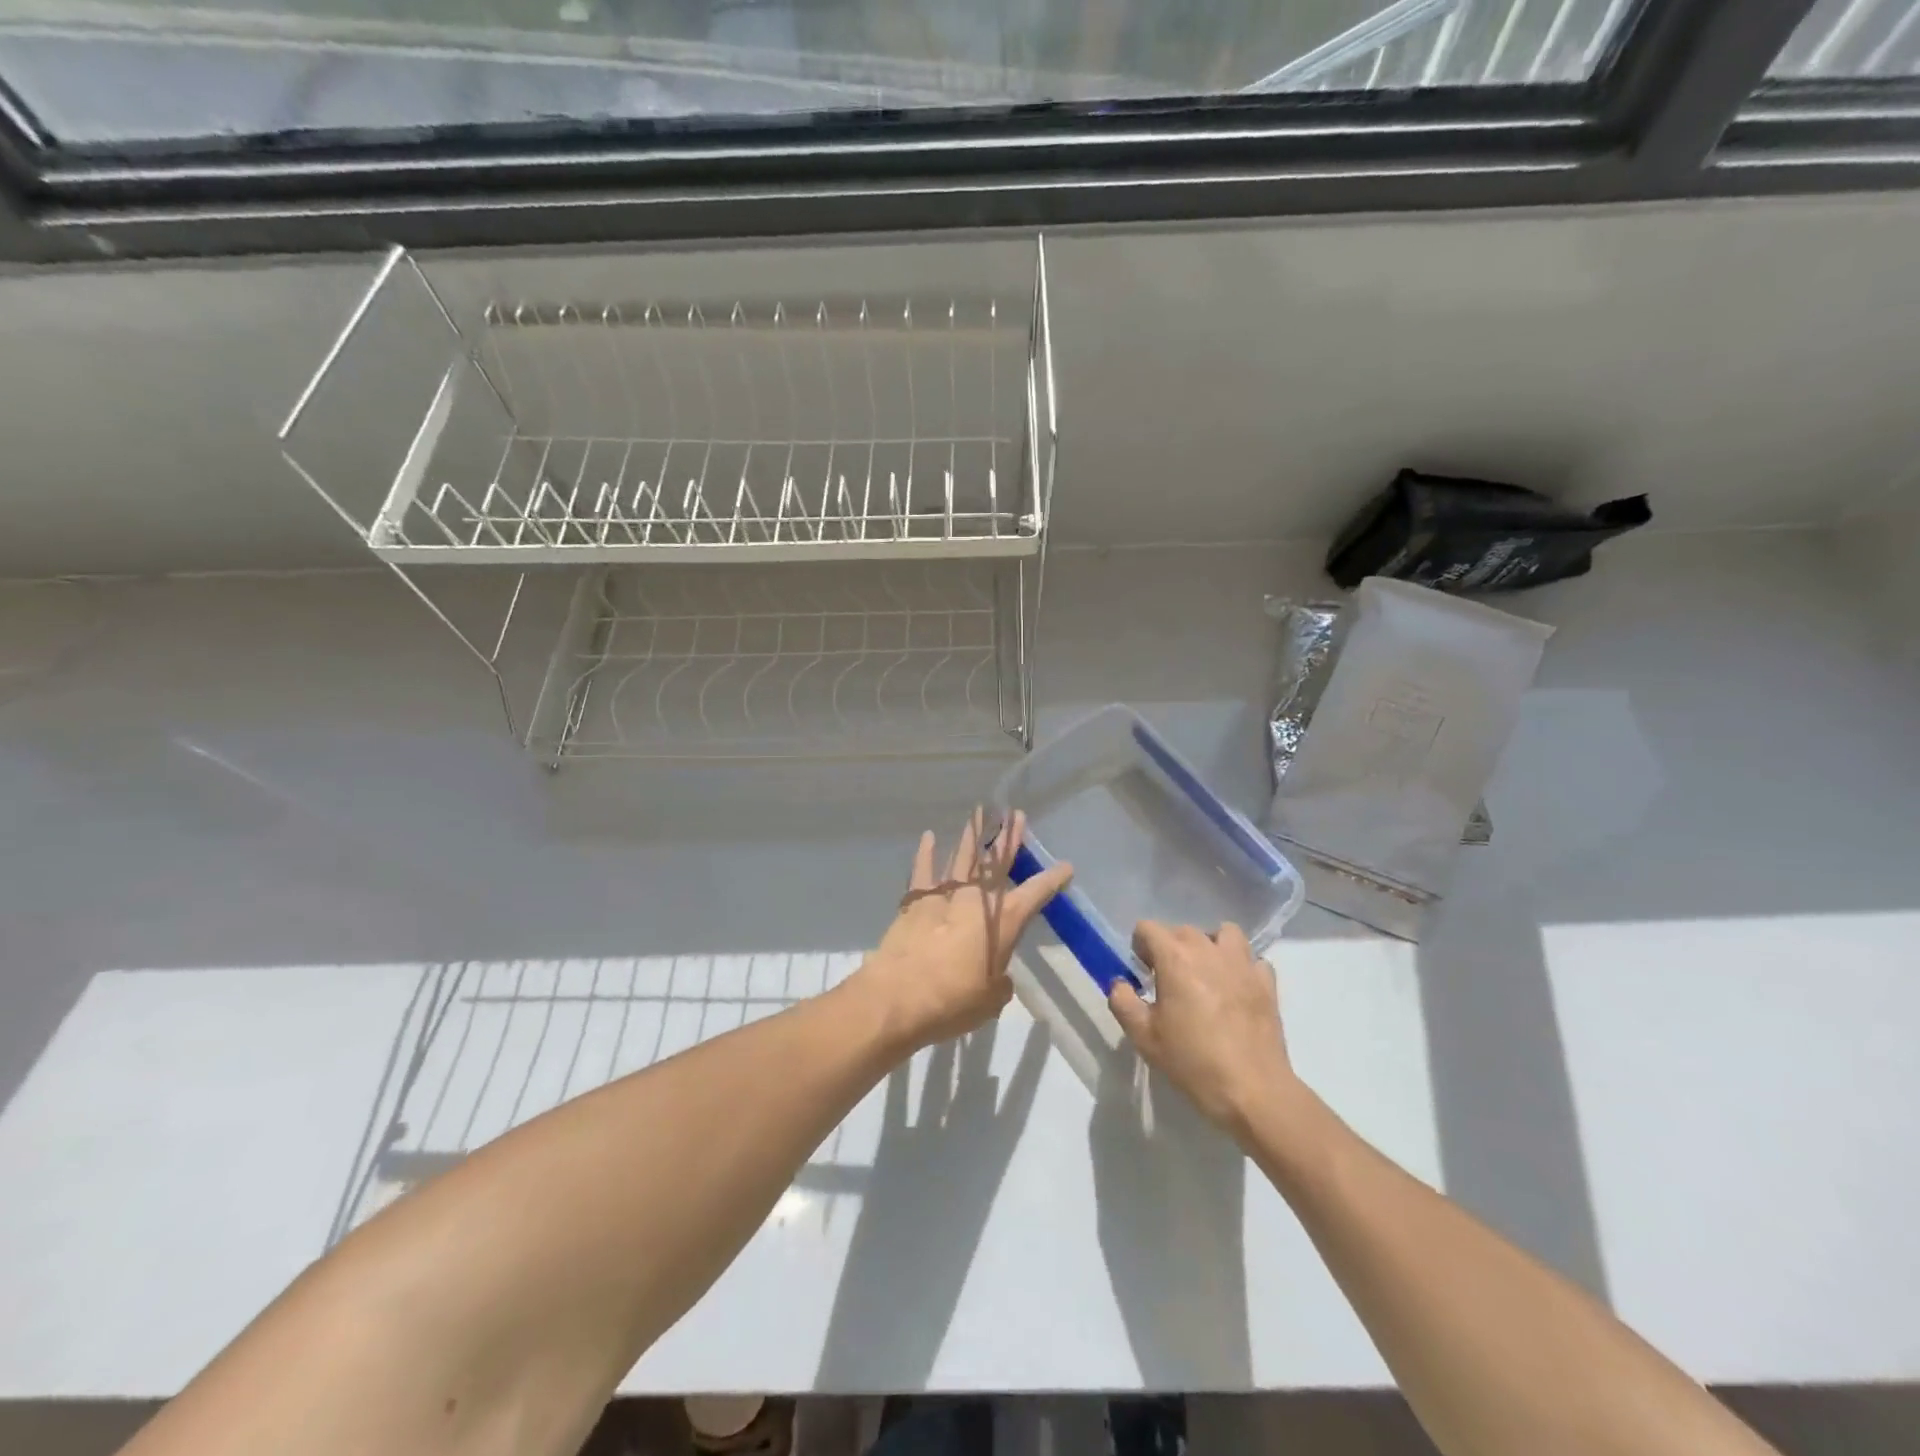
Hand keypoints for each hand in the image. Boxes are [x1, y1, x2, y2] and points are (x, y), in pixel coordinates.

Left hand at [853, 810, 1072, 1055]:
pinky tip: (930, 837)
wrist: (898, 997)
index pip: (1035, 893)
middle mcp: (976, 899)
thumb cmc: (952, 1001)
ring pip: (962, 858)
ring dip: (973, 837)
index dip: (1052, 879)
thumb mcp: (991, 1000)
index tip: (1066, 866)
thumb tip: (996, 976)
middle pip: (996, 862)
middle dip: (1008, 839)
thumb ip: (999, 983)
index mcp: (1003, 921)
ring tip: (980, 814)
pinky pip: (923, 870)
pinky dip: (927, 852)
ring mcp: (943, 895)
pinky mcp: (914, 901)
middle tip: (1016, 815)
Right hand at [1108, 921, 1298, 1133]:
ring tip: (1206, 973)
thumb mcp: (1143, 1037)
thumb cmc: (1192, 1061)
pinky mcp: (1267, 983)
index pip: (1148, 928)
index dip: (1140, 946)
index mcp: (1175, 958)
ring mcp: (1243, 964)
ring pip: (1224, 933)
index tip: (1143, 972)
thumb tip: (1121, 983)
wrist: (1252, 1090)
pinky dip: (1243, 967)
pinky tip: (1236, 989)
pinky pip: (1253, 960)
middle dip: (1171, 947)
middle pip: (1183, 930)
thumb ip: (1123, 1002)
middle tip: (1169, 981)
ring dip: (1211, 945)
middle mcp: (1209, 950)